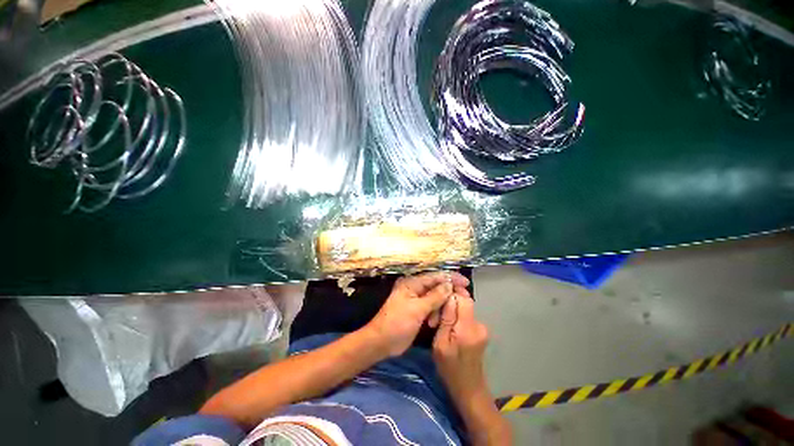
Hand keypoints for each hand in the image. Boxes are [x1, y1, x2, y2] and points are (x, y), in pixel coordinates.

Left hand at [364, 271, 469, 356]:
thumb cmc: (397, 323)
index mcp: (412, 283)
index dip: (450, 278)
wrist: (381, 342)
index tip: (465, 282)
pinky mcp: (417, 310)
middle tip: (463, 298)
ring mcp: (416, 299)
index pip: (435, 276)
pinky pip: (431, 307)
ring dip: (442, 305)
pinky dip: (436, 312)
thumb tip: (449, 284)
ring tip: (446, 315)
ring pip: (435, 297)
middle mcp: (414, 288)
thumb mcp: (417, 309)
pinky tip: (436, 321)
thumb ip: (434, 296)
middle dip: (448, 292)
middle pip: (436, 285)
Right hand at [432, 293, 489, 401]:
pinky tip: (449, 331)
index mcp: (468, 328)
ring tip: (440, 326)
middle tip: (435, 319)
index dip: (452, 294)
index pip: (464, 298)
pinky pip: (466, 317)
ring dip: (452, 313)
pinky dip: (457, 319)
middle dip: (449, 305)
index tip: (438, 300)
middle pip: (464, 302)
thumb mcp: (440, 344)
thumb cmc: (450, 368)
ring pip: (464, 309)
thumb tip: (449, 296)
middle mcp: (479, 325)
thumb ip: (446, 319)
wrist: (469, 389)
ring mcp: (481, 328)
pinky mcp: (480, 331)